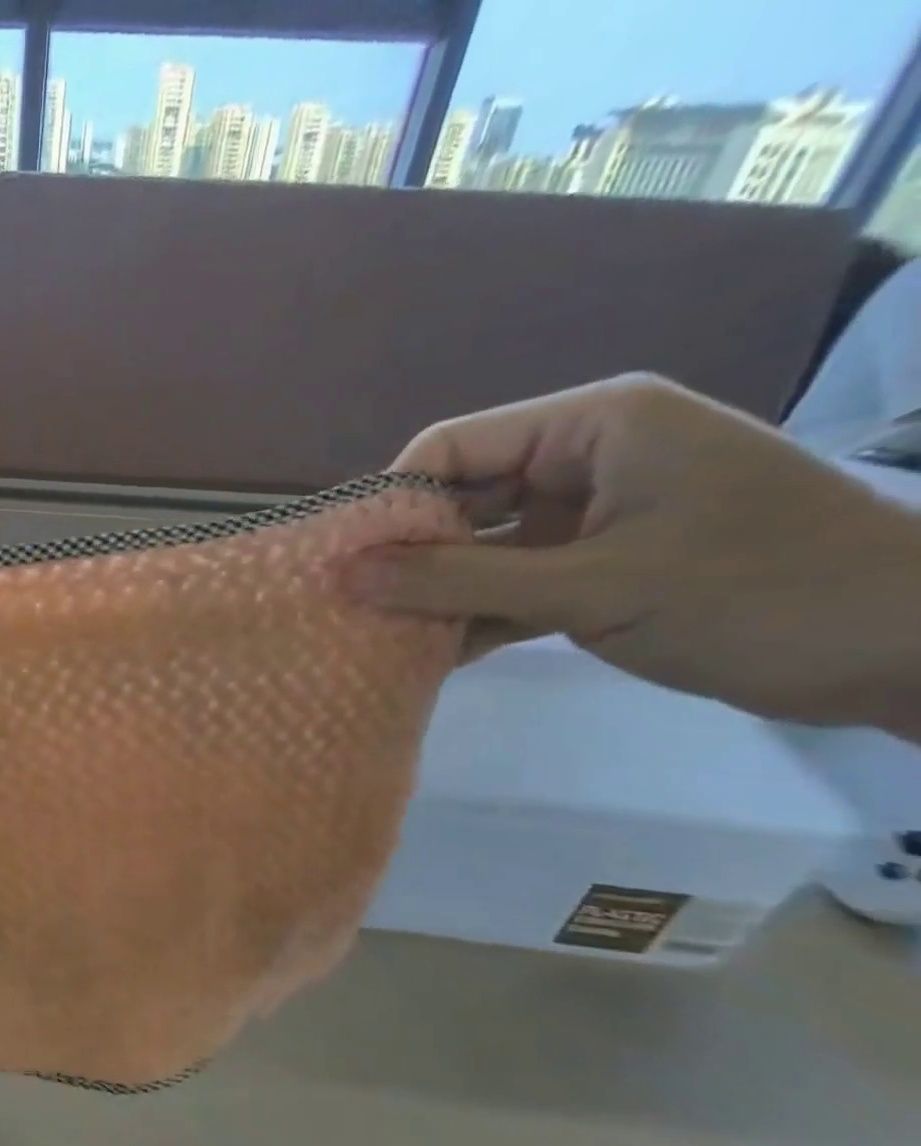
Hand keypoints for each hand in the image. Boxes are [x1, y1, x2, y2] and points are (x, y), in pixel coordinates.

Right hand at [346, 374, 920, 735]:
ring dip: (437, 594)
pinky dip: (476, 617)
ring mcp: (591, 517)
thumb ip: (461, 580)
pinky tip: (431, 655)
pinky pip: (513, 584)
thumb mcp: (593, 586)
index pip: (456, 446)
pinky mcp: (599, 567)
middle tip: (353, 609)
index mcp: (593, 426)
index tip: (346, 564)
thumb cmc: (756, 593)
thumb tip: (347, 575)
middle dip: (410, 556)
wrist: (910, 651)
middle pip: (462, 498)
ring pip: (482, 548)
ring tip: (378, 638)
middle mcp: (585, 460)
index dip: (394, 502)